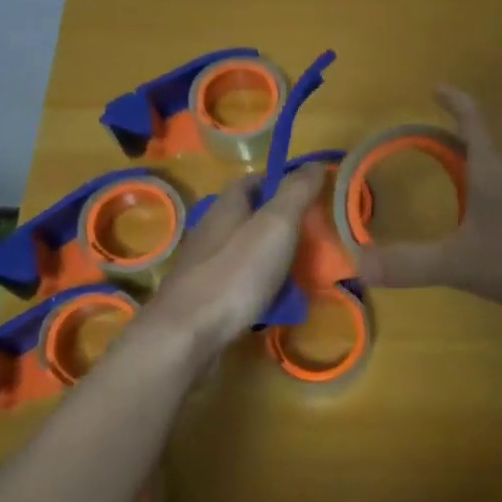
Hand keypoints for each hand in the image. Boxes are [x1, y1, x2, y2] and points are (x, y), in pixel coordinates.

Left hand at [142, 164, 326, 359]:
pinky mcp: (204, 300)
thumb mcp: (275, 226)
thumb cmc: (234, 275)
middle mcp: (211, 232)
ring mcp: (204, 268)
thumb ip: (296, 194)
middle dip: (280, 223)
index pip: (251, 180)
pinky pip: (240, 284)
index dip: (279, 180)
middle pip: (248, 217)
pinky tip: (277, 303)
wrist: (185, 337)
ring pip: (245, 252)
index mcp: (226, 207)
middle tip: (314, 235)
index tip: (309, 192)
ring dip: (272, 257)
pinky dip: (261, 288)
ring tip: (303, 272)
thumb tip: (315, 163)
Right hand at [353, 87, 501, 310]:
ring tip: (462, 193)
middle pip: (488, 148)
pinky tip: (500, 232)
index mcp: (494, 169)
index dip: (455, 101)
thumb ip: (411, 263)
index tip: (439, 86)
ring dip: (484, 176)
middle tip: (435, 149)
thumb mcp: (462, 262)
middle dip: (460, 144)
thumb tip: (357, 263)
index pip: (472, 121)